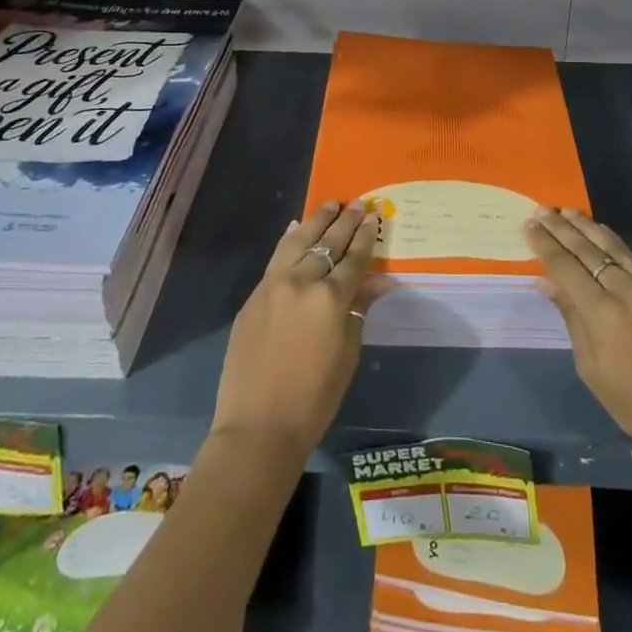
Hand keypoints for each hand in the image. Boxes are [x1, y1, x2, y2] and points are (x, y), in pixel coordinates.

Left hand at [211, 202, 381, 459]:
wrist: (258, 427)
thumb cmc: (315, 399)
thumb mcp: (348, 353)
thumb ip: (359, 310)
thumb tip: (377, 282)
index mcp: (331, 298)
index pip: (354, 259)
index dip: (366, 237)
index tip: (374, 217)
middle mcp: (302, 281)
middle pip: (328, 243)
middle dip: (345, 222)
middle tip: (357, 204)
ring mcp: (273, 285)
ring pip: (298, 241)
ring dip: (316, 221)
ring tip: (329, 204)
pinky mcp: (254, 296)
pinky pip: (276, 258)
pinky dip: (289, 240)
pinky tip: (296, 228)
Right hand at [525, 208, 631, 468]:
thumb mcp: (591, 367)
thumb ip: (571, 317)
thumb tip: (547, 281)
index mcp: (605, 315)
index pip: (567, 268)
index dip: (546, 245)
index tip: (529, 225)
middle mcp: (630, 292)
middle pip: (589, 251)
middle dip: (562, 229)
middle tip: (542, 210)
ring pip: (615, 248)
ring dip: (589, 227)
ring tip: (568, 211)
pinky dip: (615, 247)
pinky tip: (602, 236)